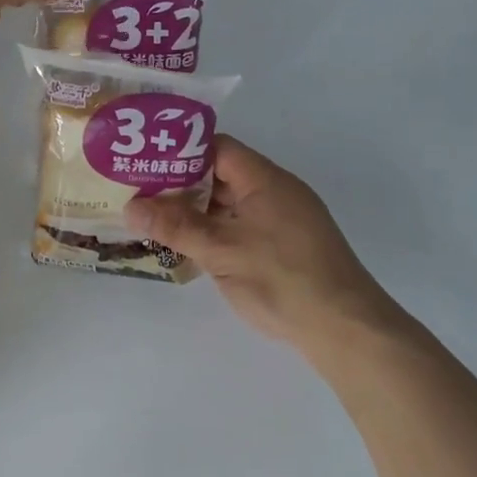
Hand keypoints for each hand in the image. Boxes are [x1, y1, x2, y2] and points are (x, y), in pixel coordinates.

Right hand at [125, 137, 405, 348]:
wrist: (345, 329)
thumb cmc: (281, 278)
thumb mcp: (220, 250)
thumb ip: (175, 226)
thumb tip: (131, 207)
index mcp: (265, 179)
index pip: (217, 147)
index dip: (180, 151)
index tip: (145, 163)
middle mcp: (276, 192)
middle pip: (221, 175)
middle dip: (181, 185)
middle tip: (140, 195)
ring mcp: (283, 221)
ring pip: (230, 205)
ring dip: (196, 212)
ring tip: (155, 221)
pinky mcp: (285, 247)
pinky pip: (241, 227)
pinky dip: (215, 232)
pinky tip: (188, 248)